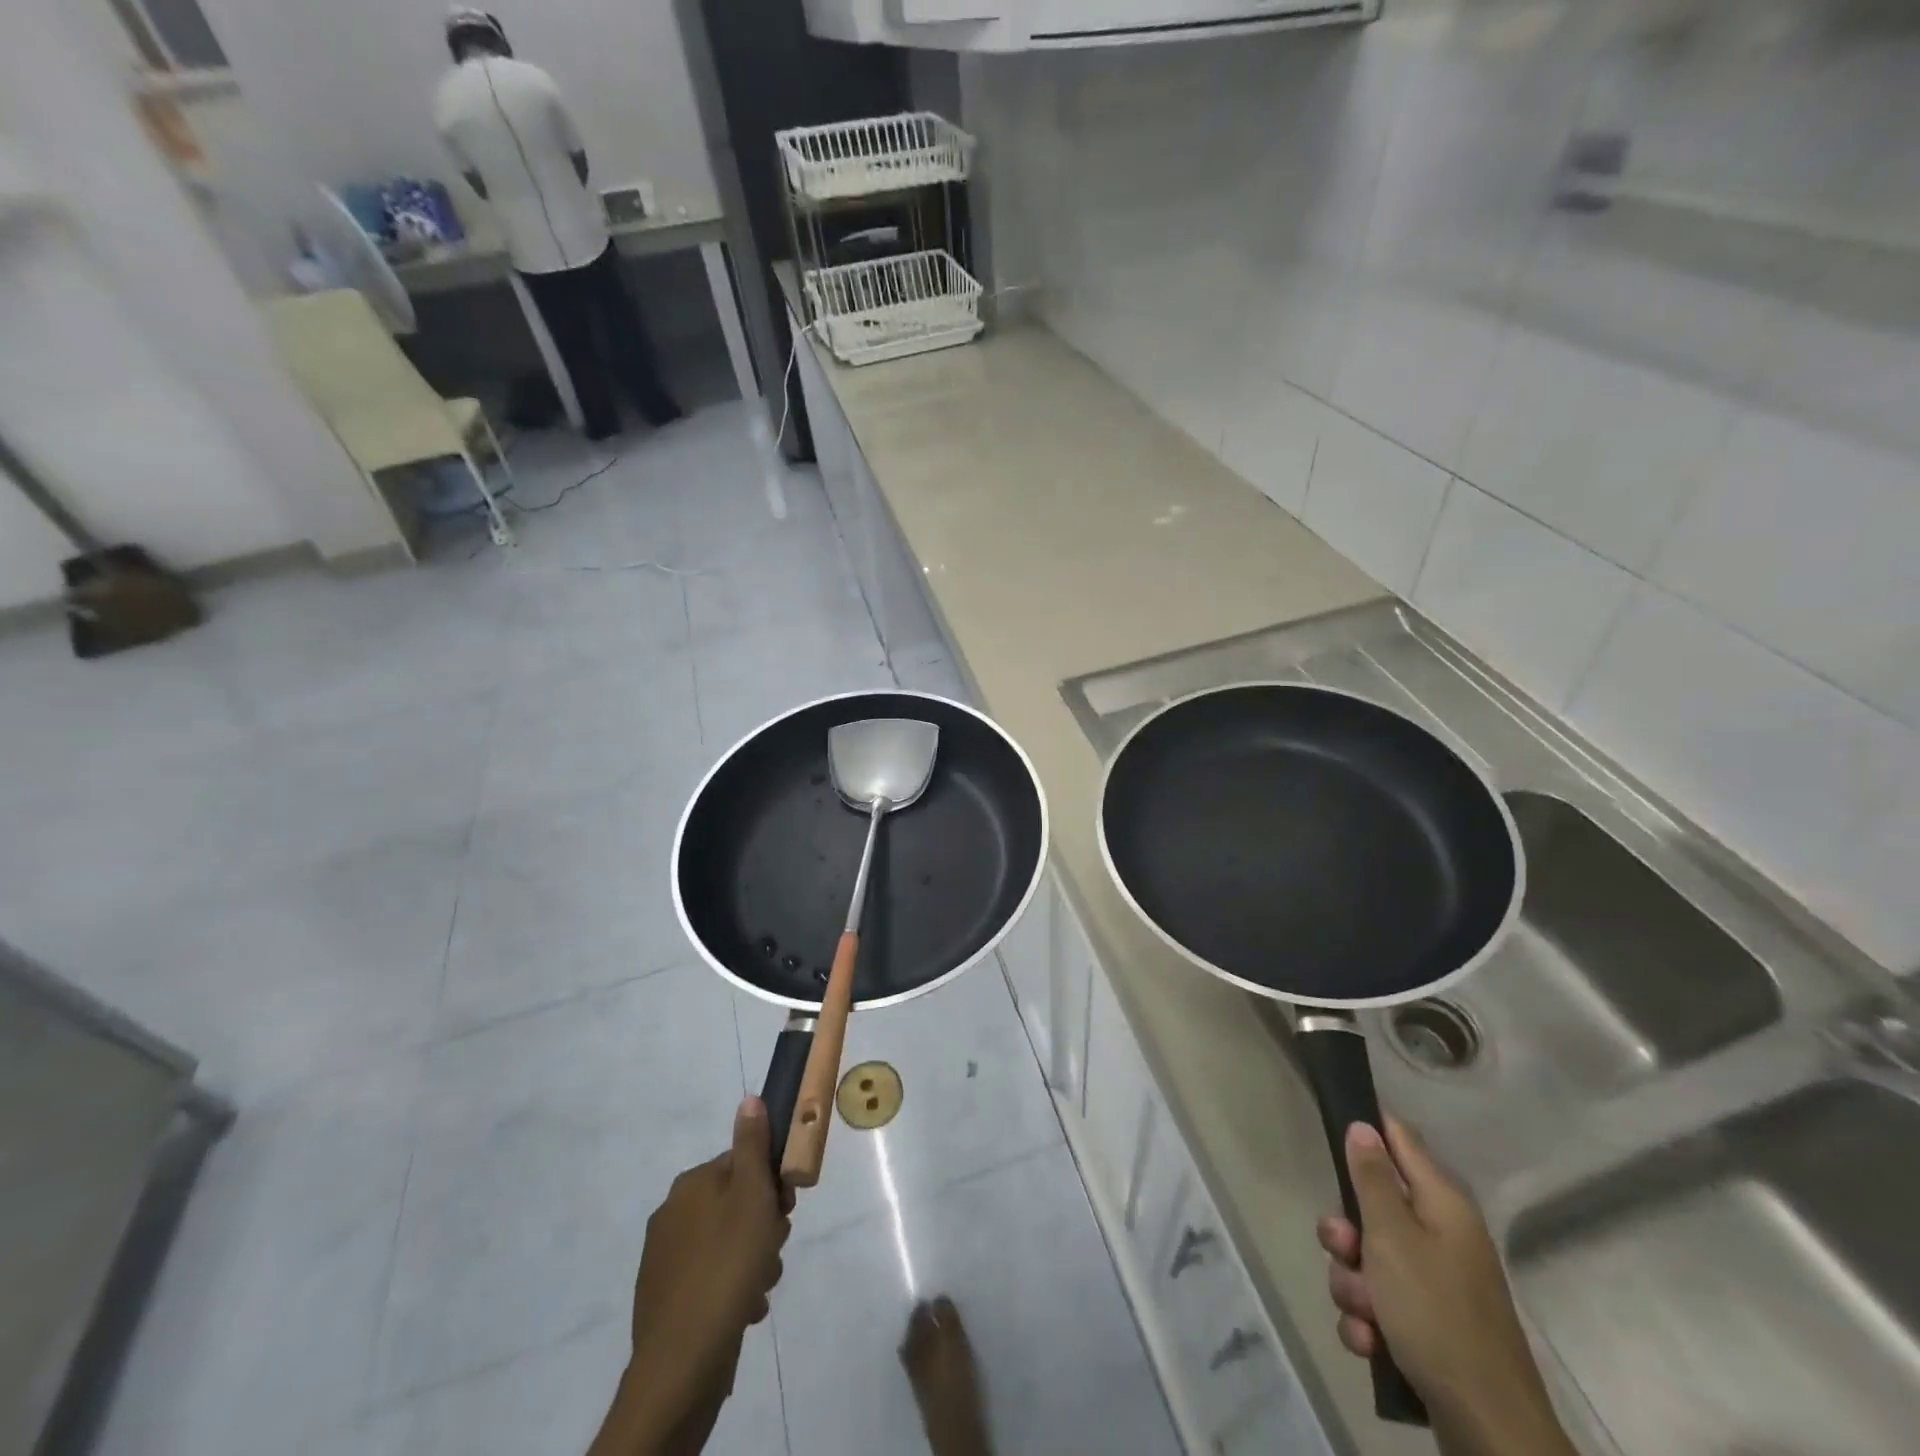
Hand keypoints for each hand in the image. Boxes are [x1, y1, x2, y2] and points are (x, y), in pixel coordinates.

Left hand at [591, 1098, 791, 1455]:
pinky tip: (744, 1310)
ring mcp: (665, 1260)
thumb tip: (749, 1098)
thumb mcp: (751, 1196)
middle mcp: (672, 1214)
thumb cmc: (727, 1266)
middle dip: (763, 1226)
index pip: (742, 1165)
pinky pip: (713, 1279)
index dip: (770, 1185)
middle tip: (773, 1250)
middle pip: (736, 1204)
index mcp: (691, 1185)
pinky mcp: (667, 1300)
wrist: (682, 1365)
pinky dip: (732, 1289)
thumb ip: (752, 1146)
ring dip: (752, 1261)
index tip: (785, 1210)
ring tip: (759, 1287)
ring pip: (728, 1244)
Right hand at [1317, 1116, 1575, 1455]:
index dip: (1366, 1128)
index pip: (1399, 1138)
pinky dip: (1368, 1321)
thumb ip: (1373, 1179)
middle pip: (1372, 1206)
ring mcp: (1435, 1283)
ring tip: (1365, 1314)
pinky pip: (1379, 1304)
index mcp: (1441, 1203)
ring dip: (1353, 1284)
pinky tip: (1371, 1343)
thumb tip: (1364, 1126)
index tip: (1330, 1131)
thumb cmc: (1435, 1314)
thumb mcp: (1392, 1237)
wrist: (1488, 1429)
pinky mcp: (1427, 1325)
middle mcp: (1440, 1235)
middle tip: (1344, 1249)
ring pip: (1368, 1259)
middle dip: (1345, 1233)